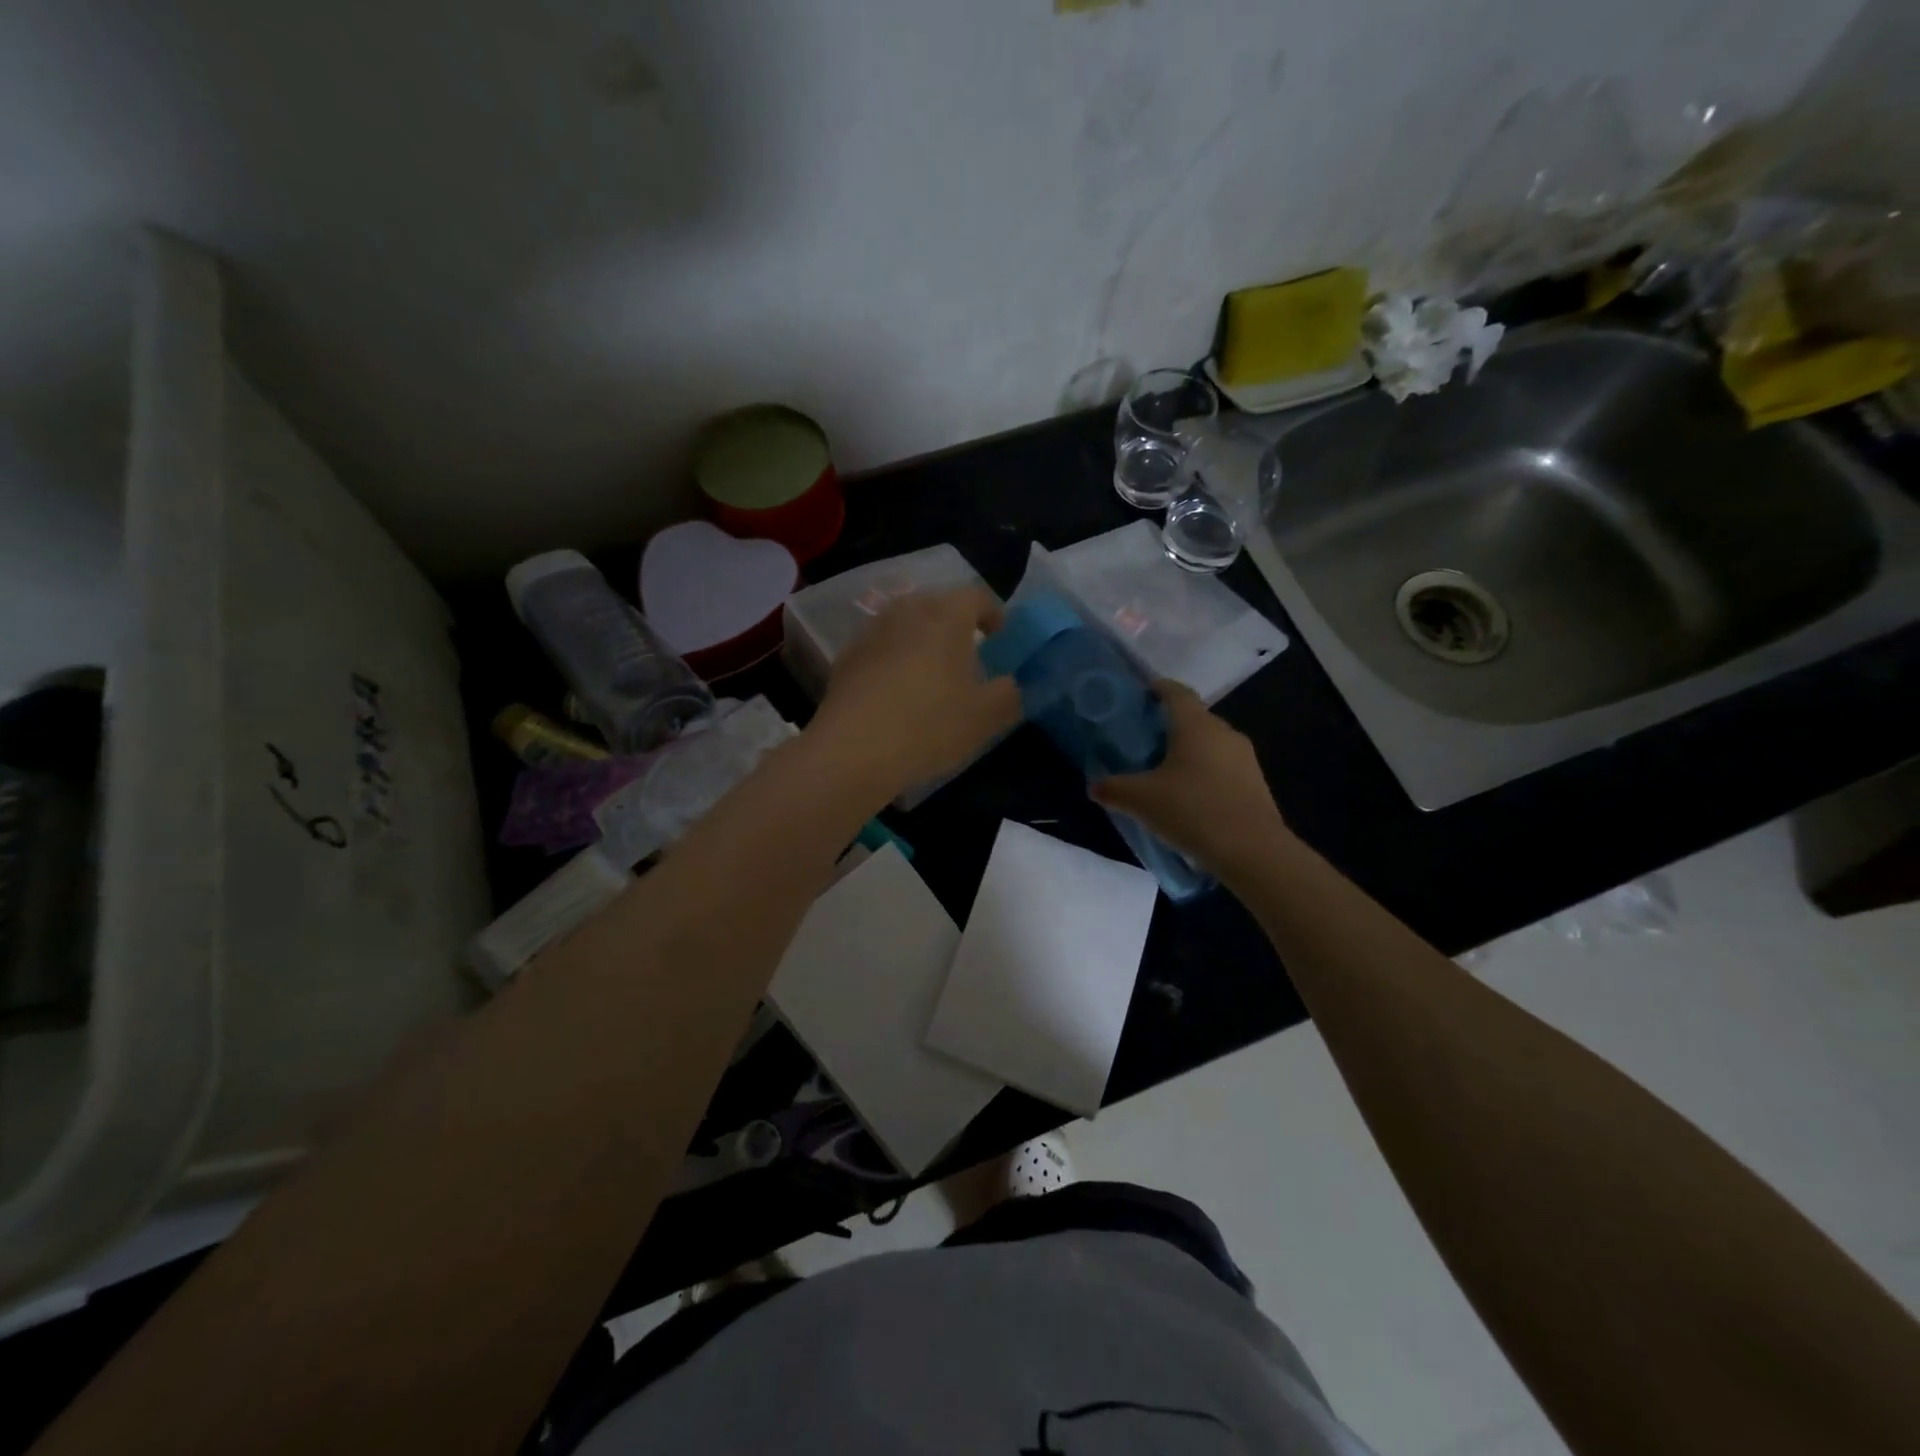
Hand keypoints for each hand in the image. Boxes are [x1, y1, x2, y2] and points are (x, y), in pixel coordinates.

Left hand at [808, 587, 1022, 802]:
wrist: (851, 752)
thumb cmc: (928, 726)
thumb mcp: (985, 717)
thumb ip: (1008, 694)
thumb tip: (1009, 684)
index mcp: (946, 615)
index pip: (977, 596)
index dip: (993, 613)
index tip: (999, 635)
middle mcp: (906, 612)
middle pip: (937, 605)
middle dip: (955, 624)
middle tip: (968, 654)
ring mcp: (871, 633)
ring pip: (905, 625)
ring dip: (921, 641)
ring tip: (931, 674)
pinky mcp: (845, 659)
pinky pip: (880, 649)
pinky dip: (894, 661)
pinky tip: (896, 694)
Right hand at [1090, 680, 1287, 878]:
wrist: (1253, 852)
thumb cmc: (1192, 810)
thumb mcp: (1141, 800)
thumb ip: (1113, 788)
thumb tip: (1094, 785)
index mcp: (1196, 725)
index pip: (1177, 692)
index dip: (1158, 688)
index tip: (1142, 693)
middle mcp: (1224, 733)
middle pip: (1194, 718)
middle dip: (1170, 725)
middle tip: (1144, 740)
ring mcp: (1245, 759)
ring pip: (1210, 745)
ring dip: (1189, 752)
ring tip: (1164, 772)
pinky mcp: (1256, 784)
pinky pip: (1223, 768)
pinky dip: (1204, 773)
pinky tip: (1189, 797)